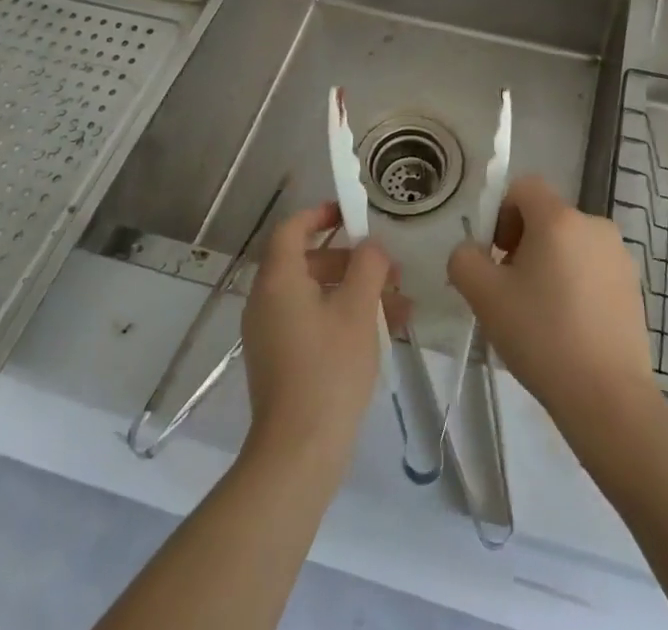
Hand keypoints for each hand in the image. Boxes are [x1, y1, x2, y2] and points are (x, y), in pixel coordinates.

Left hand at [240, 202, 397, 472]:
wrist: (298, 453)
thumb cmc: (329, 369)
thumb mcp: (358, 309)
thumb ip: (368, 266)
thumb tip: (371, 245)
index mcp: (278, 280)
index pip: (292, 228)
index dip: (320, 213)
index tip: (352, 214)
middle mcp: (266, 301)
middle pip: (308, 261)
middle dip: (352, 260)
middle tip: (389, 268)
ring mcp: (271, 334)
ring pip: (316, 295)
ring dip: (356, 292)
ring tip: (400, 305)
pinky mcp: (280, 361)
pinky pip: (312, 322)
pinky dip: (343, 318)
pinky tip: (383, 333)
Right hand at [448, 176, 657, 425]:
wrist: (608, 397)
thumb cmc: (542, 336)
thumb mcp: (484, 296)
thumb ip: (464, 260)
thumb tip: (472, 252)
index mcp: (559, 218)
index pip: (523, 187)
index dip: (502, 214)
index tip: (497, 256)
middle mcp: (594, 224)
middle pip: (547, 217)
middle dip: (524, 244)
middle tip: (512, 291)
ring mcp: (619, 255)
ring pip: (571, 245)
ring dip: (550, 266)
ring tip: (541, 315)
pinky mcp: (634, 286)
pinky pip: (593, 269)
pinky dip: (576, 285)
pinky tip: (569, 328)